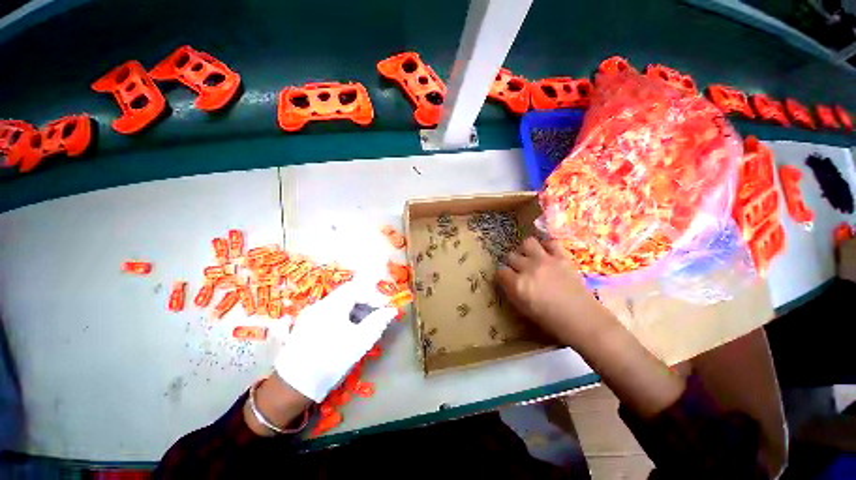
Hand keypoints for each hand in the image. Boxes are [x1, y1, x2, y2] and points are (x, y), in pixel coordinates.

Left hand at [274, 277, 396, 401]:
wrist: (295, 385)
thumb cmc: (332, 359)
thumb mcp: (360, 341)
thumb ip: (378, 322)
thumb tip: (392, 310)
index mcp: (333, 305)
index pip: (357, 289)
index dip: (373, 296)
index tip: (384, 307)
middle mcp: (320, 304)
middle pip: (347, 294)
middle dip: (364, 301)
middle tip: (376, 314)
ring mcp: (310, 314)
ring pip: (337, 303)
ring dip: (354, 308)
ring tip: (364, 324)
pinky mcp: (305, 325)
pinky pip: (328, 312)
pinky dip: (342, 315)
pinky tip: (347, 330)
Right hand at [495, 237, 612, 347]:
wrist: (583, 320)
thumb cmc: (551, 320)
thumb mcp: (523, 309)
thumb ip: (512, 292)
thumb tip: (507, 281)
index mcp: (518, 284)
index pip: (501, 272)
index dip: (503, 276)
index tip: (507, 279)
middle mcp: (529, 269)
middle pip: (511, 256)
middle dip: (512, 263)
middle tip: (519, 270)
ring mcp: (546, 261)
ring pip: (527, 243)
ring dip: (526, 250)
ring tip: (531, 258)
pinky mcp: (562, 257)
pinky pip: (550, 242)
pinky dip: (546, 246)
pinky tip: (547, 254)